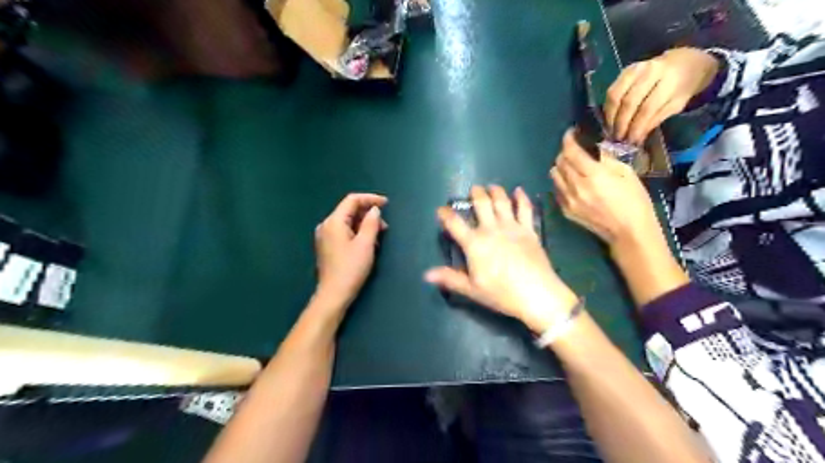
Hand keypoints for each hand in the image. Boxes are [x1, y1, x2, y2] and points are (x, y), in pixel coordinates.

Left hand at [315, 191, 388, 310]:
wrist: (334, 294)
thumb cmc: (351, 269)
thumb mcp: (366, 244)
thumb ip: (371, 223)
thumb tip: (375, 210)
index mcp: (334, 222)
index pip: (352, 200)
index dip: (370, 199)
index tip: (386, 204)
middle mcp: (326, 226)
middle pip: (349, 210)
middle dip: (368, 214)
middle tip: (385, 225)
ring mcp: (325, 236)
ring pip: (348, 222)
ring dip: (364, 224)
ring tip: (379, 236)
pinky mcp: (328, 246)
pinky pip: (344, 231)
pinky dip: (357, 232)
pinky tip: (368, 243)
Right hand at [425, 184, 575, 331]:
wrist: (536, 294)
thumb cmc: (501, 293)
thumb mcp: (472, 289)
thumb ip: (449, 278)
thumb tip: (426, 274)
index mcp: (474, 243)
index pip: (455, 223)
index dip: (445, 214)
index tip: (441, 210)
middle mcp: (491, 229)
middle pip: (481, 204)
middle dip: (475, 194)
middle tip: (473, 190)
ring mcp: (512, 227)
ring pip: (502, 201)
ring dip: (495, 191)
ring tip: (491, 187)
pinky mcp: (529, 230)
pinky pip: (525, 209)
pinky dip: (521, 198)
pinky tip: (519, 191)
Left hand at [550, 128, 662, 251]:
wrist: (628, 231)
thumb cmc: (633, 200)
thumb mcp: (625, 172)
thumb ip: (605, 158)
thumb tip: (594, 147)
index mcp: (592, 174)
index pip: (570, 151)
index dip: (568, 139)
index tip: (571, 133)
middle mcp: (575, 186)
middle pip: (559, 162)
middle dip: (565, 152)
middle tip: (575, 150)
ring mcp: (568, 199)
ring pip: (554, 175)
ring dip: (561, 167)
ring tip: (572, 166)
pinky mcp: (565, 210)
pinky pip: (556, 190)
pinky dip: (561, 182)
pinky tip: (572, 182)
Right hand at [604, 47, 720, 144]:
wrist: (682, 62)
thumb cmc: (681, 87)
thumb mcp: (676, 105)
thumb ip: (655, 119)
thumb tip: (636, 138)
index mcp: (670, 80)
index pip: (647, 108)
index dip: (637, 126)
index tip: (632, 141)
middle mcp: (650, 71)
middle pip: (629, 102)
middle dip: (621, 123)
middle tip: (619, 138)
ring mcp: (635, 69)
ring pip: (615, 96)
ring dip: (611, 116)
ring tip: (611, 130)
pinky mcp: (625, 71)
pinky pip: (611, 91)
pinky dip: (608, 108)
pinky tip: (610, 119)